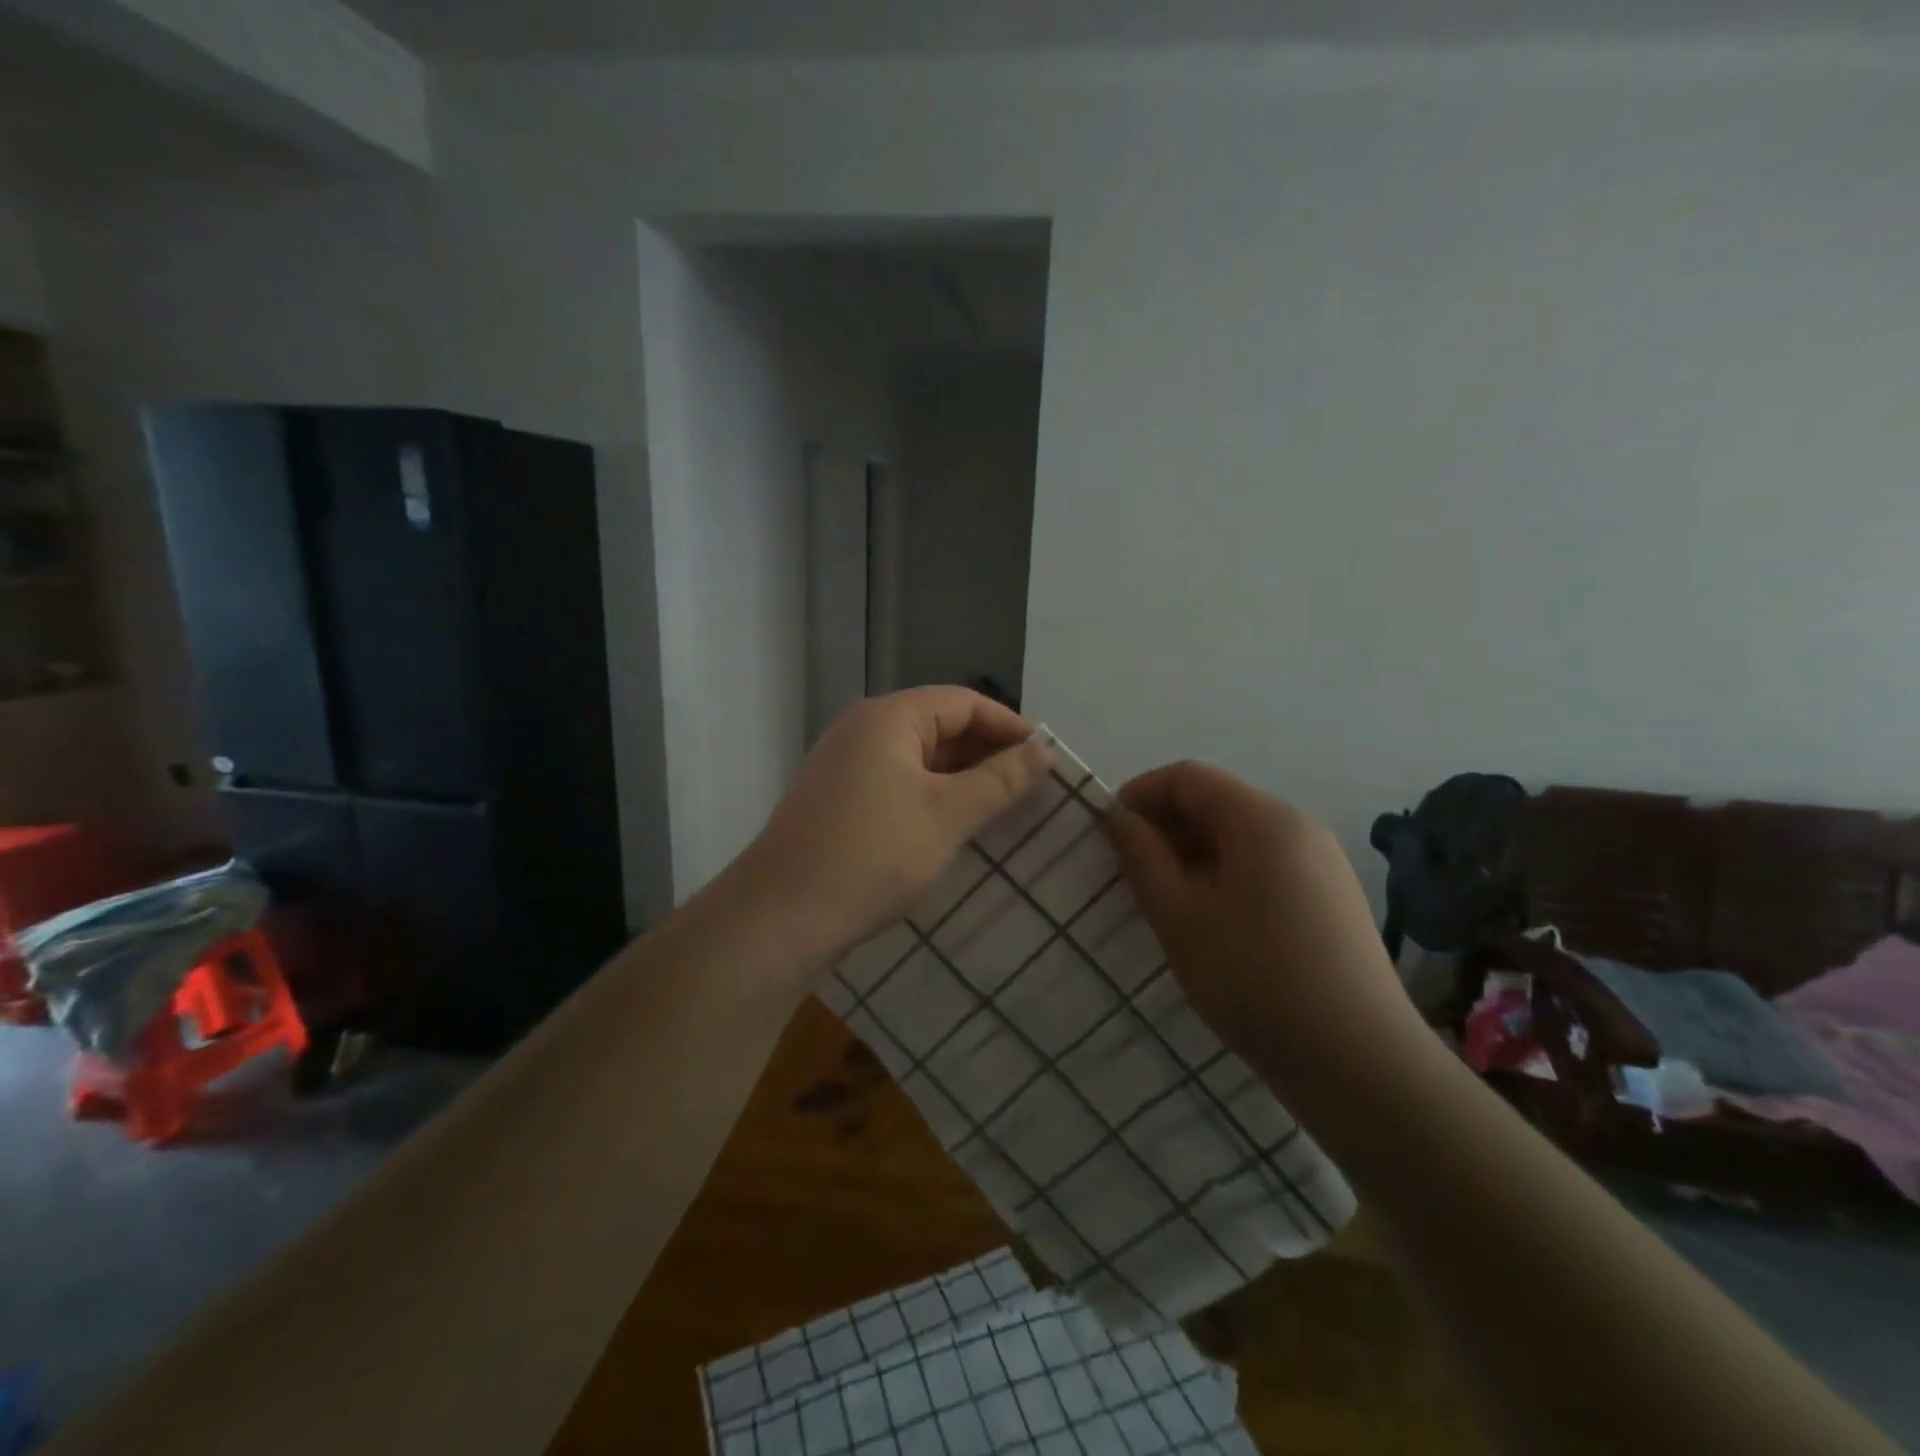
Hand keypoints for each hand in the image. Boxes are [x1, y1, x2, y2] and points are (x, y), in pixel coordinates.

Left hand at [734, 688, 1050, 968]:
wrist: (782, 917)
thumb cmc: (873, 855)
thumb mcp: (948, 815)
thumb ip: (1000, 780)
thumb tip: (1044, 750)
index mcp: (888, 718)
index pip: (963, 702)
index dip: (1008, 725)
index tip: (1045, 759)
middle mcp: (862, 730)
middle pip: (938, 725)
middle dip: (986, 752)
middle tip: (1029, 786)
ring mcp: (845, 766)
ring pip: (918, 758)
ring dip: (961, 778)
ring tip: (1001, 807)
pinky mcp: (838, 801)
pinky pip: (897, 783)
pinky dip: (931, 796)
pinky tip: (953, 825)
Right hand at [1104, 760, 1424, 1103]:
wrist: (1361, 1064)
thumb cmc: (1255, 981)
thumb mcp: (1180, 918)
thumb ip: (1143, 858)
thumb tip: (1118, 817)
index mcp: (1262, 819)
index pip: (1187, 777)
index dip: (1140, 795)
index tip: (1109, 834)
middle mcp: (1298, 825)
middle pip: (1217, 801)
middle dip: (1166, 826)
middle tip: (1130, 873)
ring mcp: (1322, 862)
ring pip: (1241, 836)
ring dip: (1194, 854)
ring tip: (1165, 901)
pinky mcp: (1333, 897)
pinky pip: (1267, 864)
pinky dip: (1227, 875)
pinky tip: (1212, 922)